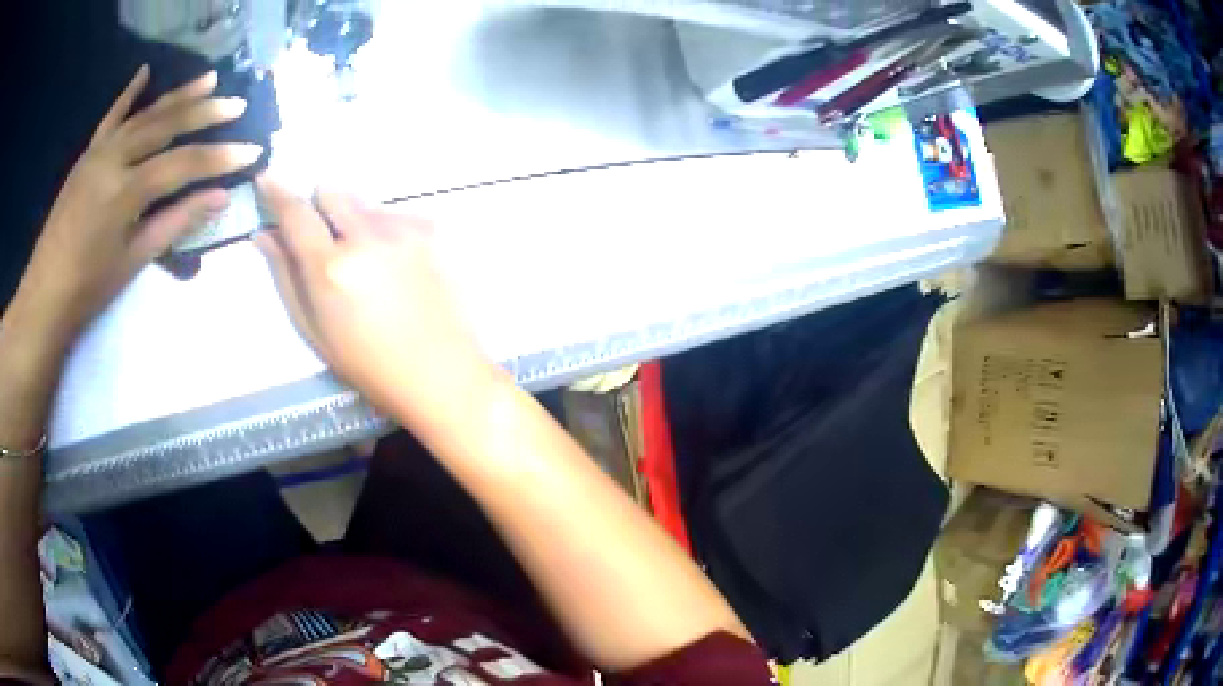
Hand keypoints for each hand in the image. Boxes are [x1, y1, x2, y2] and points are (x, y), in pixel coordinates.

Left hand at [11, 65, 261, 345]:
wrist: (44, 296)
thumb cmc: (88, 289)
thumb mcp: (133, 260)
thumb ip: (175, 222)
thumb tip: (219, 198)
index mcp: (125, 192)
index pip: (182, 165)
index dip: (219, 157)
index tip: (252, 151)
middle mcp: (114, 160)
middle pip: (166, 127)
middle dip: (204, 113)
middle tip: (237, 104)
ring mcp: (99, 153)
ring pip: (144, 115)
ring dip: (178, 95)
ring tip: (209, 79)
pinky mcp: (87, 156)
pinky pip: (111, 118)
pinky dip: (128, 94)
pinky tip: (144, 72)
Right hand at [254, 178, 500, 428]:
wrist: (441, 372)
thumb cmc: (368, 364)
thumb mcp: (314, 330)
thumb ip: (286, 276)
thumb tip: (264, 235)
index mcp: (331, 267)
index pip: (296, 213)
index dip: (277, 192)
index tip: (266, 178)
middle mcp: (366, 236)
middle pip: (332, 192)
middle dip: (320, 208)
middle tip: (325, 241)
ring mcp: (403, 229)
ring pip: (363, 204)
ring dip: (353, 221)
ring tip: (367, 264)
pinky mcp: (431, 231)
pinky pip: (394, 215)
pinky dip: (384, 230)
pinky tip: (395, 266)